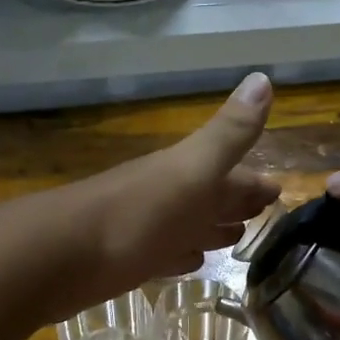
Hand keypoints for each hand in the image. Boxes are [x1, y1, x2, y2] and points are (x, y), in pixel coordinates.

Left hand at [32, 73, 280, 319]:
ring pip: (187, 225)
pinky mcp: (125, 261)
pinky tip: (188, 261)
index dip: (254, 180)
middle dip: (235, 202)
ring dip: (210, 229)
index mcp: (184, 173)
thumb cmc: (136, 215)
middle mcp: (165, 196)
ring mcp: (144, 229)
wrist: (60, 257)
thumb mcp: (191, 170)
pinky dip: (180, 256)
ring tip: (235, 238)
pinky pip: (164, 254)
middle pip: (208, 198)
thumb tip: (263, 77)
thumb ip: (228, 134)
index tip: (279, 188)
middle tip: (262, 213)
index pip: (229, 172)